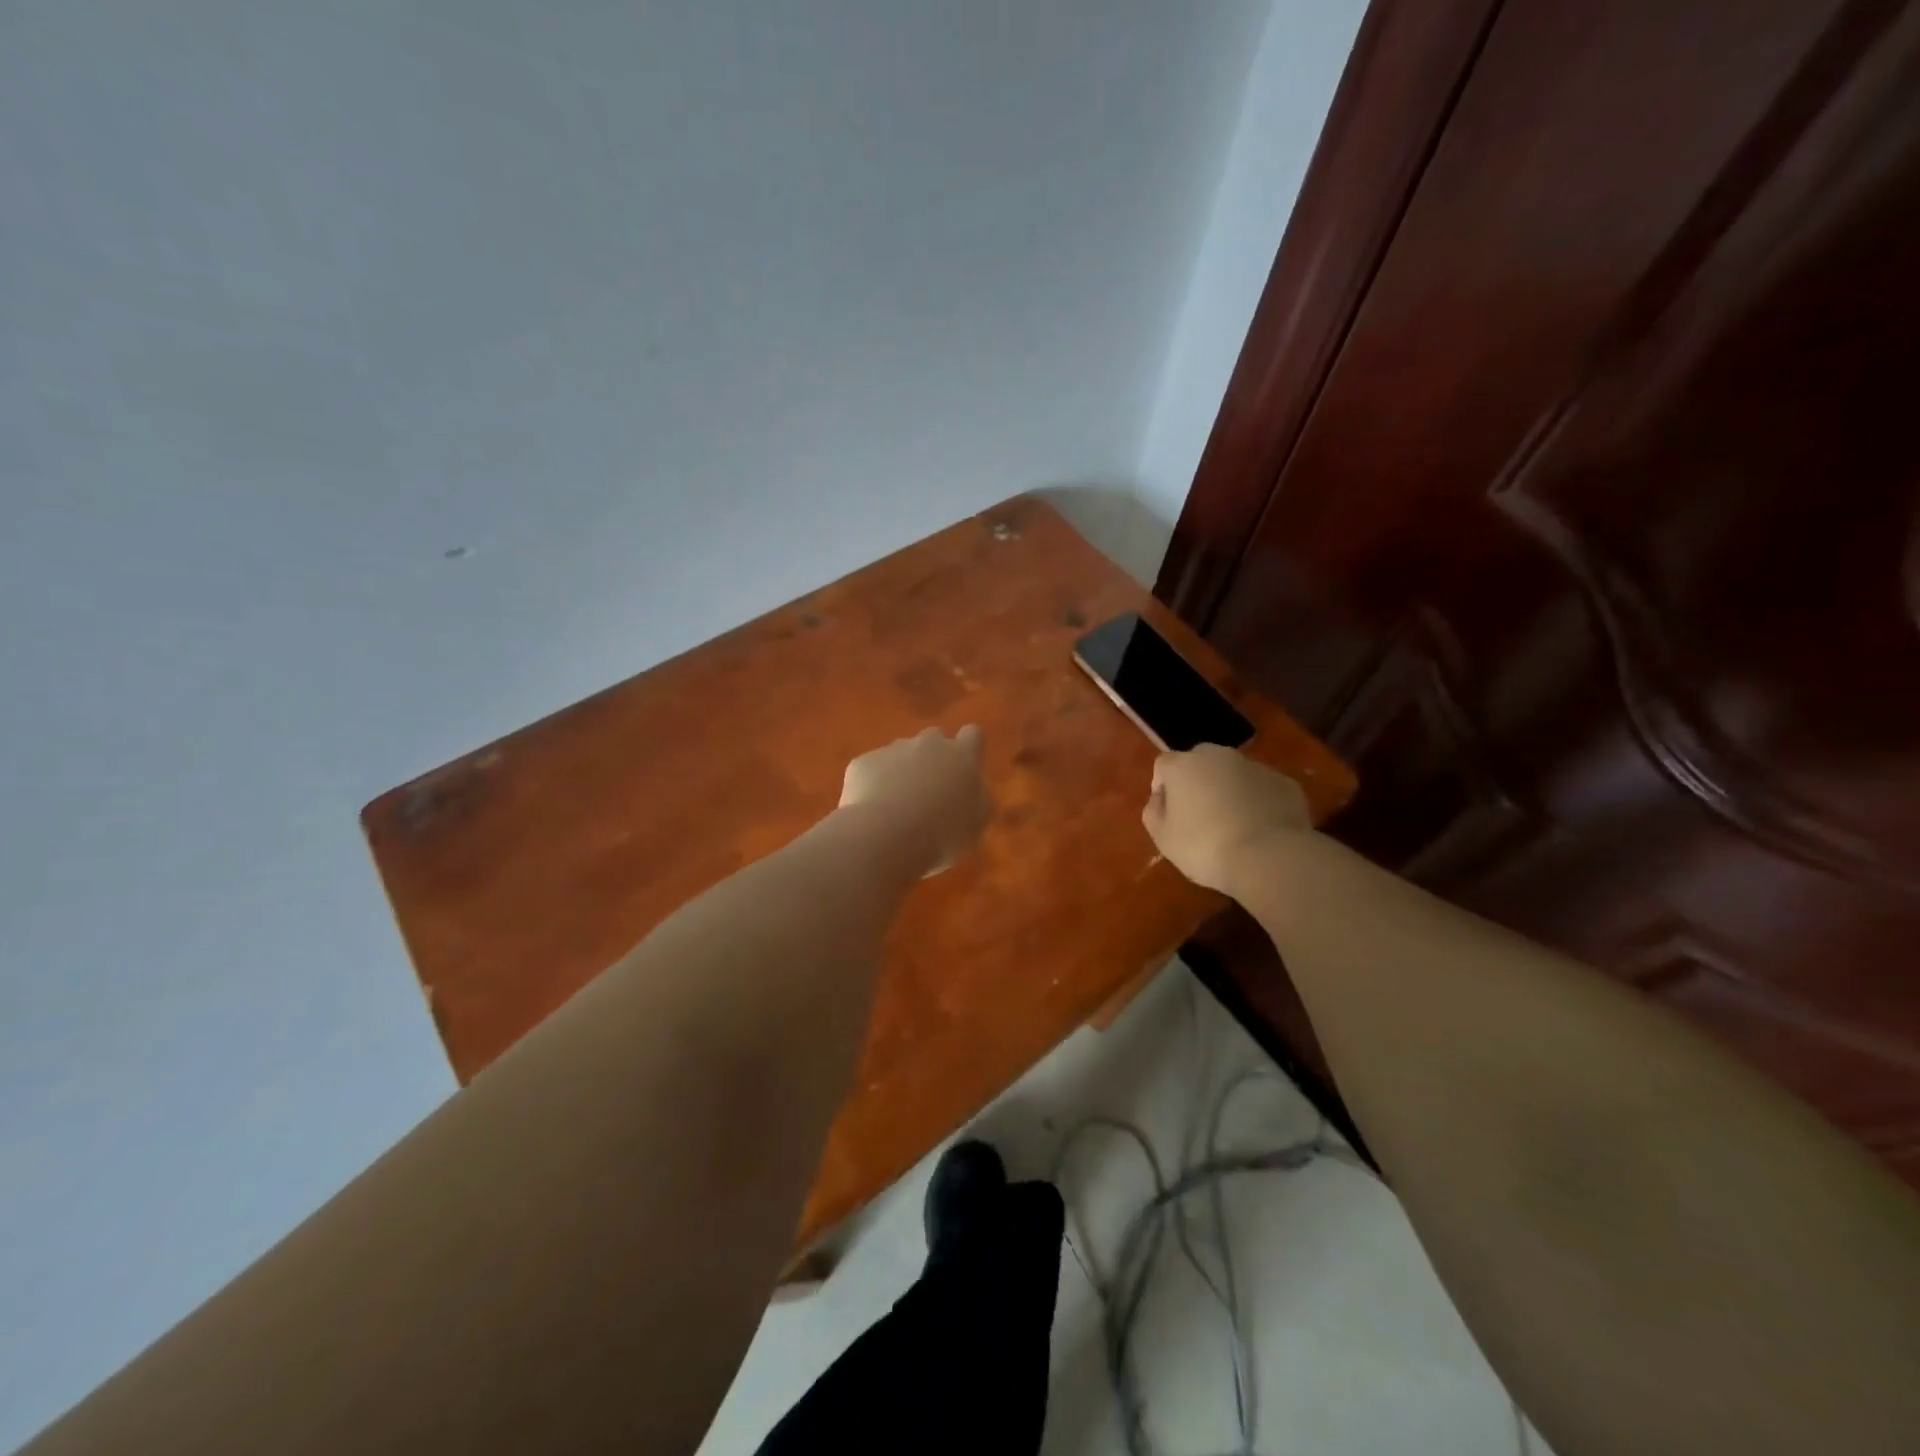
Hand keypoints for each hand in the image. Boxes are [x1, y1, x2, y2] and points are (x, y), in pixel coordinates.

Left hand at [840, 726, 991, 874]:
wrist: (886, 834)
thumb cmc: (942, 833)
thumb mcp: (976, 823)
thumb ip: (978, 799)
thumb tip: (974, 789)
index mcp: (962, 756)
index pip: (973, 735)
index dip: (968, 748)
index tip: (963, 769)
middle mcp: (928, 744)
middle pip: (934, 738)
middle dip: (933, 757)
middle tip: (929, 791)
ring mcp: (893, 749)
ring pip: (900, 752)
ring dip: (902, 771)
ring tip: (897, 807)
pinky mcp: (864, 762)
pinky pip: (872, 769)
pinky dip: (874, 784)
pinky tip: (873, 812)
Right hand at [1142, 744, 1310, 895]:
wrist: (1269, 857)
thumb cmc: (1205, 847)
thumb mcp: (1163, 838)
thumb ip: (1153, 812)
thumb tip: (1160, 799)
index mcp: (1183, 766)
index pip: (1163, 766)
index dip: (1163, 788)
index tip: (1169, 814)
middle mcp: (1218, 756)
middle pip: (1200, 762)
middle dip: (1198, 783)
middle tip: (1200, 816)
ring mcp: (1255, 766)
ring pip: (1234, 774)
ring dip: (1229, 791)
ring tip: (1234, 825)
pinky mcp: (1285, 783)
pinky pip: (1262, 789)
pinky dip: (1258, 802)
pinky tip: (1260, 829)